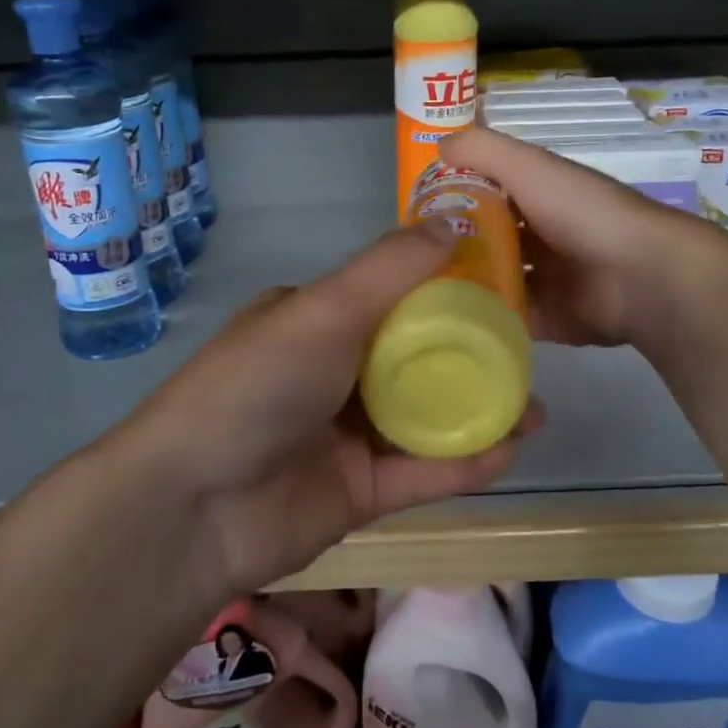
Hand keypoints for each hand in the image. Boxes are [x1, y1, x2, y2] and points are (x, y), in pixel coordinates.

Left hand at [117, 224, 543, 597]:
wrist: (193, 506)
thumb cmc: (257, 387)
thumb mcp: (323, 311)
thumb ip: (390, 269)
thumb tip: (451, 222)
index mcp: (315, 322)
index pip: (391, 298)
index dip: (445, 291)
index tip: (501, 289)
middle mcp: (332, 374)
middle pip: (415, 360)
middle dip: (471, 357)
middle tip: (528, 354)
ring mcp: (345, 436)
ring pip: (425, 419)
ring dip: (478, 412)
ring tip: (534, 405)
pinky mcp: (359, 493)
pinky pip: (422, 472)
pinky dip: (465, 460)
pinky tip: (512, 446)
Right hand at [439, 126, 718, 346]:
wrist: (642, 277)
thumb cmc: (583, 213)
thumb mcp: (530, 167)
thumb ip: (485, 150)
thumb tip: (439, 144)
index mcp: (541, 196)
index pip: (488, 193)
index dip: (453, 198)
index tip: (414, 212)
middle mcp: (541, 236)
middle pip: (487, 240)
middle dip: (453, 247)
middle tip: (409, 259)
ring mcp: (546, 280)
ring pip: (494, 281)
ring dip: (464, 284)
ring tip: (417, 291)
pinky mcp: (548, 319)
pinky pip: (507, 317)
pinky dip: (482, 318)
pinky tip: (445, 320)